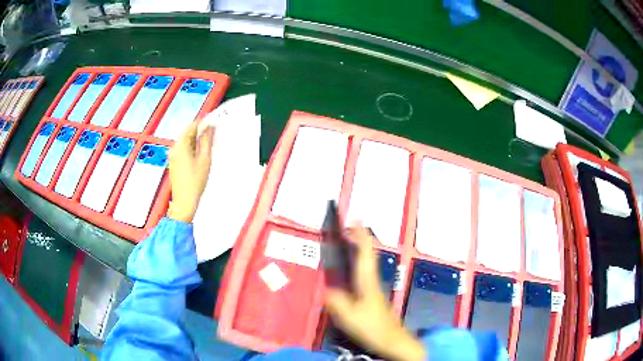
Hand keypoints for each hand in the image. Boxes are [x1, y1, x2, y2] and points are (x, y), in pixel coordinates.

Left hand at [167, 122, 214, 222]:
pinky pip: (183, 150)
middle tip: (213, 135)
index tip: (213, 122)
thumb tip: (209, 128)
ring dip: (197, 141)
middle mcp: (174, 147)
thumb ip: (207, 140)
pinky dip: (192, 149)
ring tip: (208, 147)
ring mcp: (173, 155)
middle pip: (188, 133)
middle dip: (200, 133)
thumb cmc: (194, 182)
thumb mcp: (205, 159)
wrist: (184, 200)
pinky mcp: (174, 162)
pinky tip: (200, 156)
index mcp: (181, 144)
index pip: (193, 126)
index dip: (204, 123)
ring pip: (186, 142)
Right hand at [325, 226, 425, 360]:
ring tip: (347, 242)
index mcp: (367, 281)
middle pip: (368, 254)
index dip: (361, 235)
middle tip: (348, 227)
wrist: (392, 340)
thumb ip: (336, 302)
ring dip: (359, 250)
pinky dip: (358, 264)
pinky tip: (349, 271)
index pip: (365, 253)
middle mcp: (372, 281)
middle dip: (360, 239)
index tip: (356, 218)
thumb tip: (327, 290)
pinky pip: (364, 273)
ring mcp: (374, 289)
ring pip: (367, 263)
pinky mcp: (372, 297)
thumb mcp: (349, 316)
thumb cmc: (372, 327)